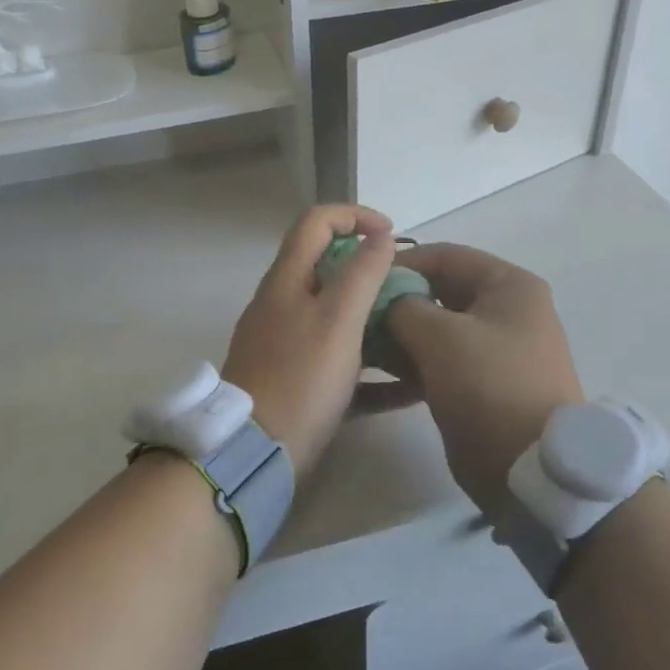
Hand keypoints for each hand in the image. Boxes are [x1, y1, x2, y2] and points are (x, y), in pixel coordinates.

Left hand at [222, 204, 395, 477]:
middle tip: (409, 288)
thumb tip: (381, 236)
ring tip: (414, 332)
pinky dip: (372, 368)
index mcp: (287, 279)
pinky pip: (340, 362)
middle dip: (371, 270)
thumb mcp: (338, 319)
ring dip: (376, 318)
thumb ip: (362, 273)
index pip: (316, 221)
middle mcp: (283, 304)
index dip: (355, 215)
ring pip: (337, 317)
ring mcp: (286, 344)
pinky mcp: (296, 381)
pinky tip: (408, 388)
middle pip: (328, 267)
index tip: (393, 235)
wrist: (254, 453)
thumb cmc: (300, 378)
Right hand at [385, 244, 583, 511]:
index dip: (400, 263)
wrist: (534, 472)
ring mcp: (495, 350)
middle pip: (440, 292)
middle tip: (354, 316)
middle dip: (396, 302)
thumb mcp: (440, 338)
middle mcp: (506, 311)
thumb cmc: (490, 387)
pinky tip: (375, 376)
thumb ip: (403, 307)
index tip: (359, 279)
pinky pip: (440, 362)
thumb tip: (384, 301)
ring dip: (398, 336)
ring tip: (359, 346)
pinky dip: (411, 364)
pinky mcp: (483, 384)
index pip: (445, 256)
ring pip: (436, 330)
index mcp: (508, 286)